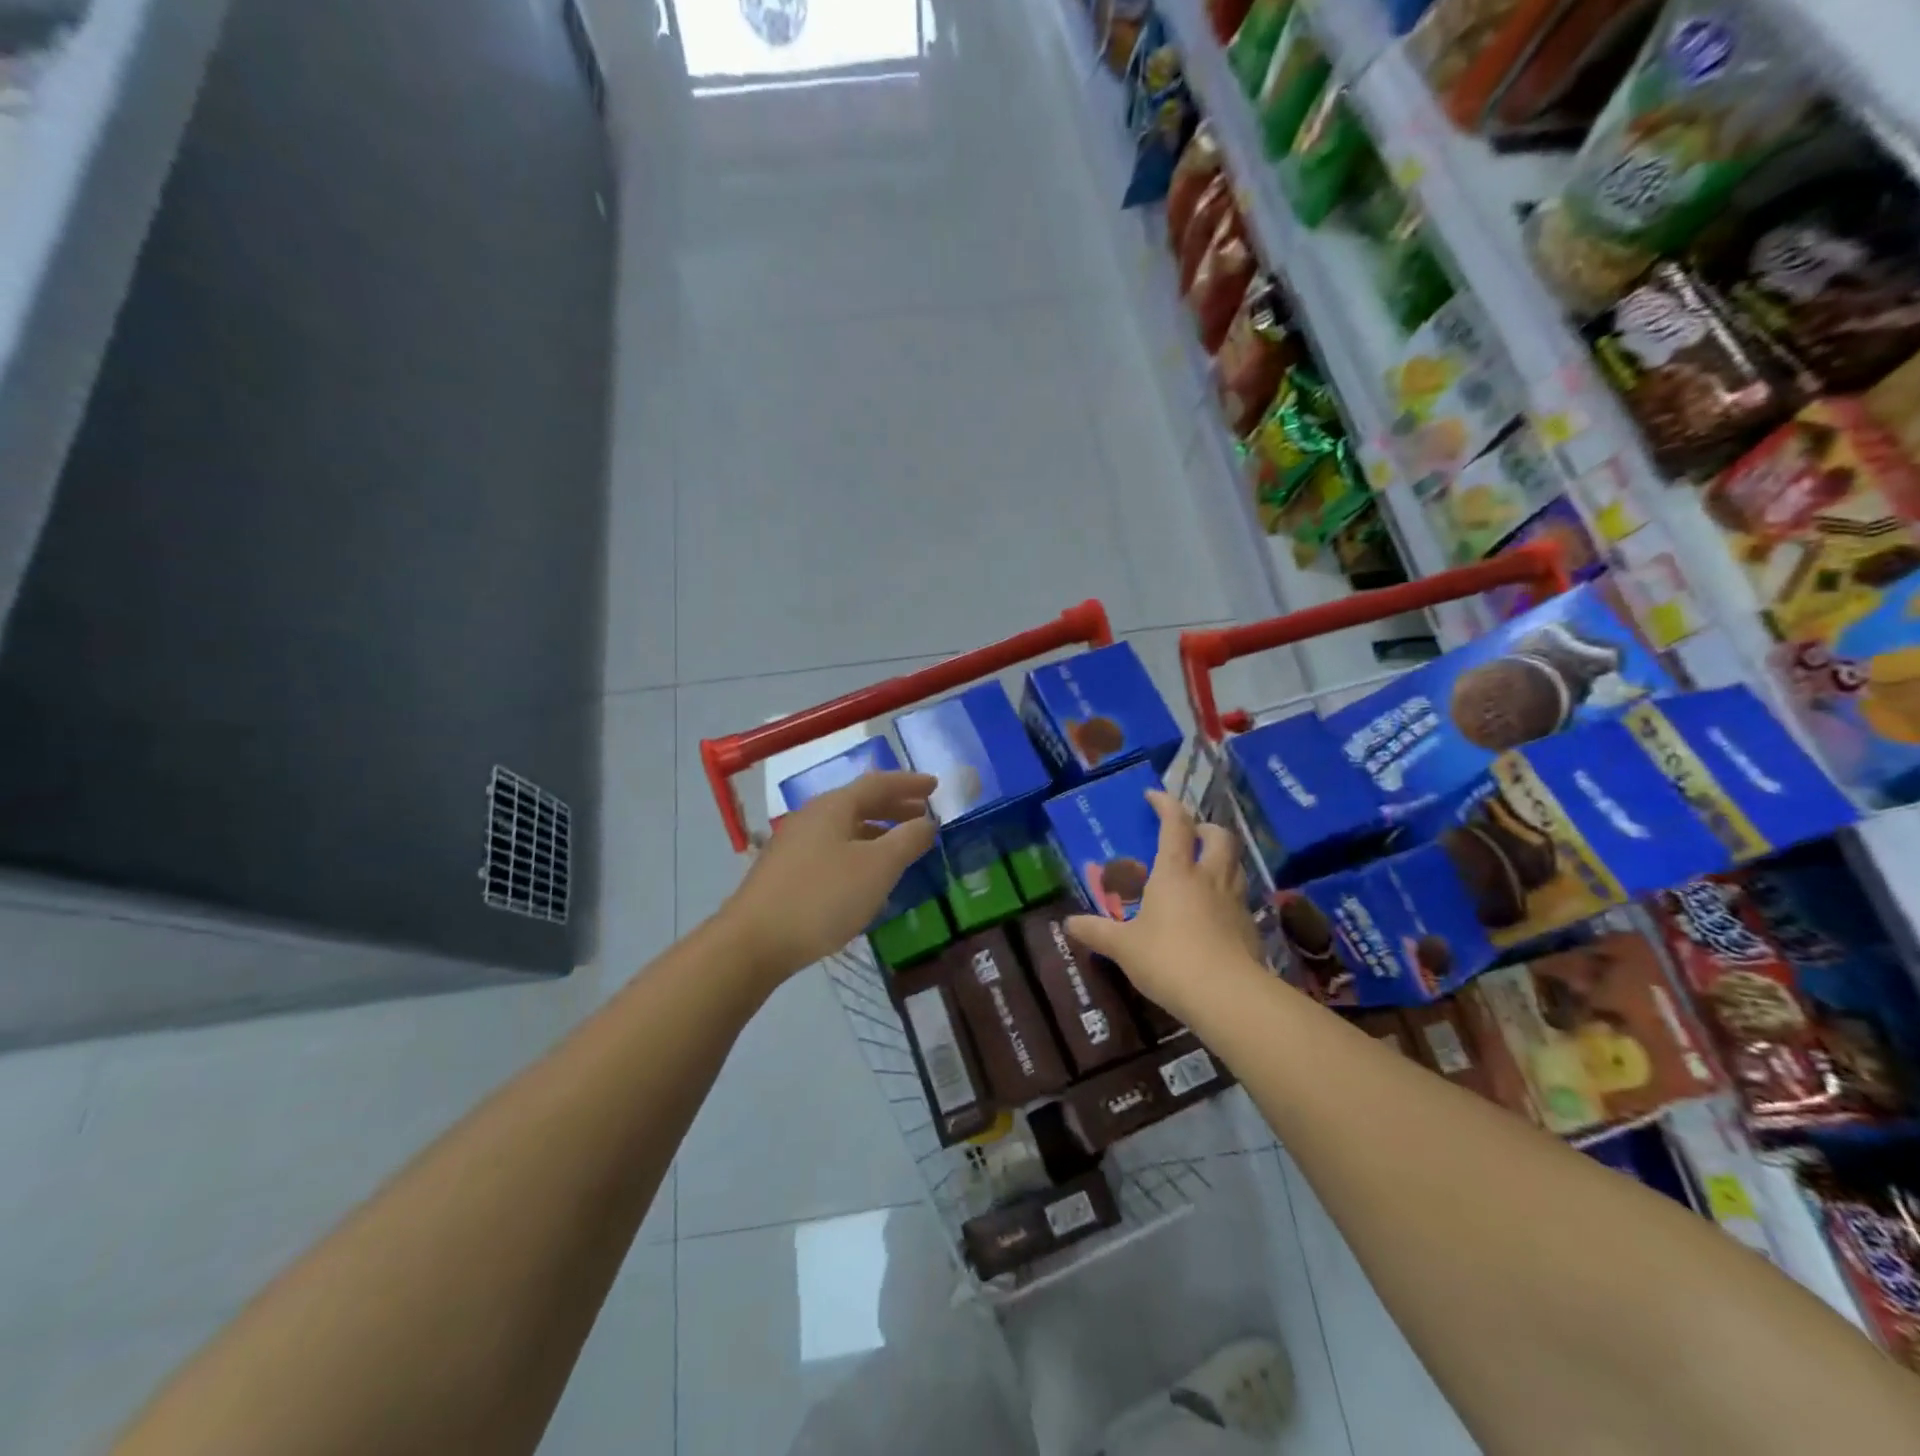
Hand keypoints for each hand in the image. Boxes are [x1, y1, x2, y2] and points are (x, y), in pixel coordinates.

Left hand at [718, 771, 938, 985]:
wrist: (754, 942)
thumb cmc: (822, 897)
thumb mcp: (877, 868)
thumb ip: (908, 840)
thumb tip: (927, 822)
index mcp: (834, 806)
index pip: (878, 783)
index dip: (909, 783)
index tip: (936, 786)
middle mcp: (812, 816)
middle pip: (860, 802)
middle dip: (895, 806)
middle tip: (924, 815)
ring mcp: (795, 843)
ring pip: (845, 827)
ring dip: (878, 831)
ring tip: (902, 845)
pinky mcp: (786, 871)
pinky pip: (833, 848)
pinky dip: (859, 851)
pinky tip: (867, 876)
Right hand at [1066, 789, 1265, 1020]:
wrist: (1226, 995)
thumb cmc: (1167, 959)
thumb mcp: (1123, 947)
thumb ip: (1096, 932)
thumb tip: (1068, 924)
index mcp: (1175, 872)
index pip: (1175, 824)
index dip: (1166, 804)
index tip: (1154, 796)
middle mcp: (1208, 878)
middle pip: (1219, 837)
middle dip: (1205, 827)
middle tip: (1190, 834)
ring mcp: (1234, 901)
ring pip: (1235, 864)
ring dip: (1221, 857)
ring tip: (1204, 868)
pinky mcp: (1250, 927)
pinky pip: (1240, 898)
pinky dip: (1228, 894)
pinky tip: (1215, 912)